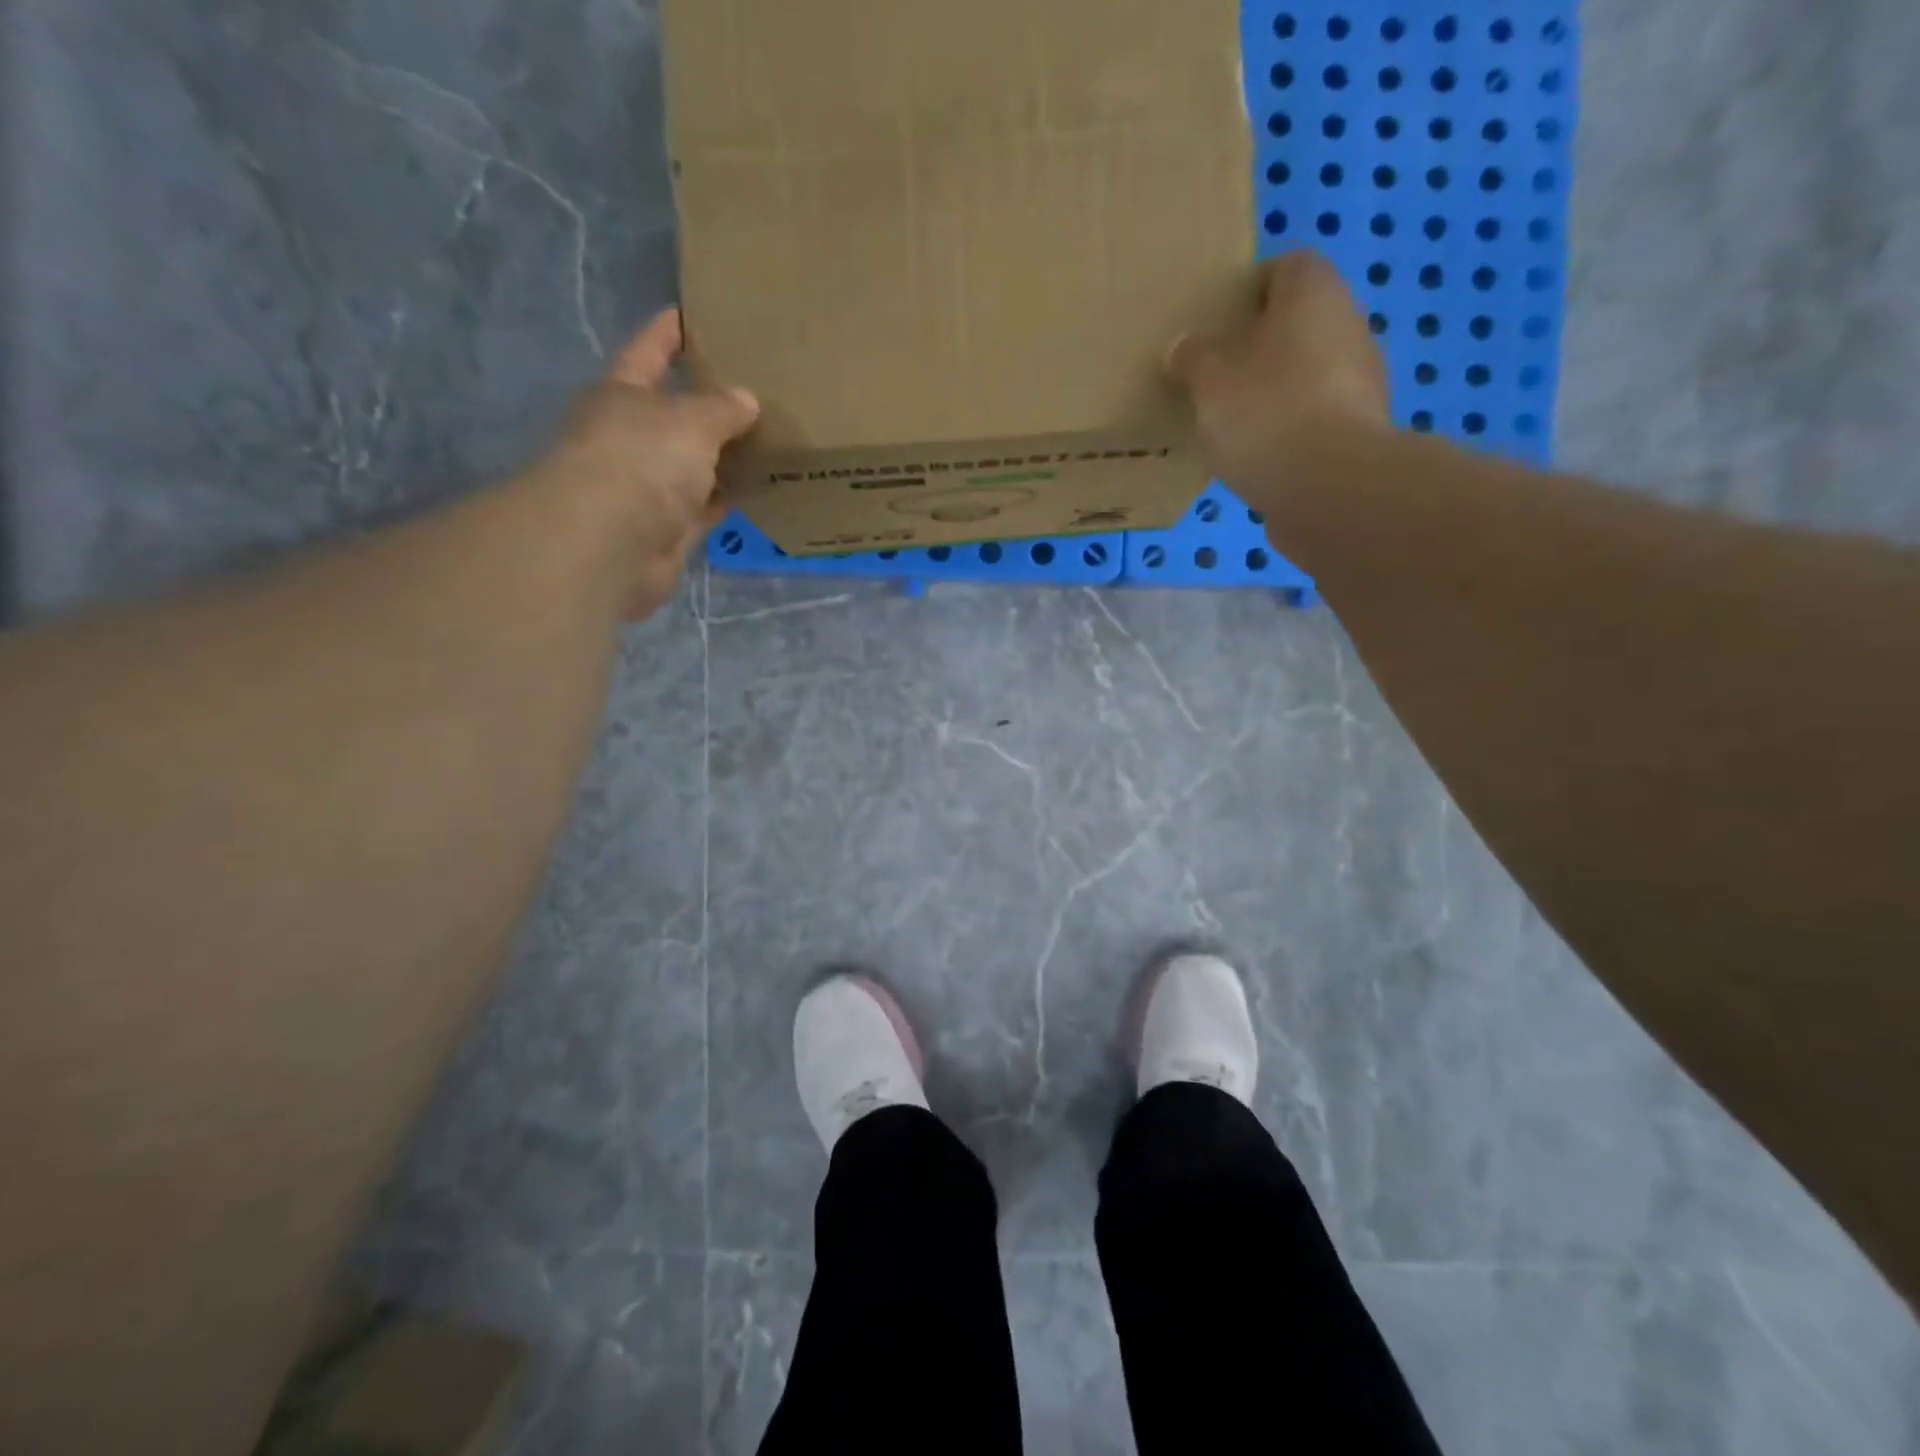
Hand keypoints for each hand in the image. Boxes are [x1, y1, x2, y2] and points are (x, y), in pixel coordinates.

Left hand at [527, 309, 759, 619]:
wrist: (612, 542)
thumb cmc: (643, 459)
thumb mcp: (691, 420)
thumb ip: (722, 407)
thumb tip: (746, 401)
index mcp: (623, 394)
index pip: (649, 350)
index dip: (670, 331)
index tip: (695, 313)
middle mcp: (631, 436)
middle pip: (674, 411)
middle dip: (708, 401)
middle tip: (756, 387)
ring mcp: (648, 485)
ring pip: (694, 462)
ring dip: (724, 455)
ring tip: (770, 438)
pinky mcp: (668, 528)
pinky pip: (706, 505)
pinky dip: (728, 498)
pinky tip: (760, 487)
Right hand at [1169, 250, 1390, 497]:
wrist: (1331, 487)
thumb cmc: (1266, 413)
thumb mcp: (1209, 382)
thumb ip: (1193, 358)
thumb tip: (1183, 346)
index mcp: (1313, 292)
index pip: (1286, 266)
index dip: (1250, 288)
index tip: (1218, 323)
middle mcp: (1348, 322)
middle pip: (1299, 320)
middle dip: (1260, 343)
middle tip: (1217, 374)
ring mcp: (1361, 378)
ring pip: (1309, 369)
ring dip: (1277, 387)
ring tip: (1234, 420)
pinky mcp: (1360, 427)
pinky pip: (1316, 413)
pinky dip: (1291, 425)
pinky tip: (1260, 453)